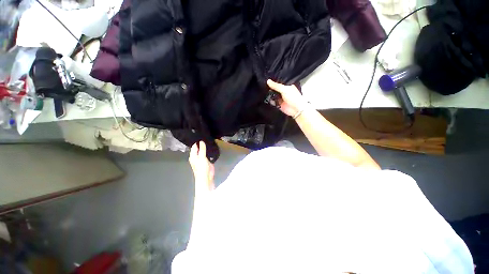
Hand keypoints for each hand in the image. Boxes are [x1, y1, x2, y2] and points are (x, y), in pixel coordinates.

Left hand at [189, 141, 214, 192]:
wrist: (206, 178)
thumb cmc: (202, 168)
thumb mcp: (202, 158)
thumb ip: (202, 149)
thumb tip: (201, 141)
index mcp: (193, 156)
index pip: (194, 147)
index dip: (197, 142)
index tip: (201, 136)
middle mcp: (196, 156)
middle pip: (198, 148)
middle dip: (201, 144)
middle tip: (206, 137)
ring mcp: (201, 159)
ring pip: (203, 151)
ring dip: (205, 148)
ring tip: (209, 141)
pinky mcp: (206, 161)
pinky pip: (207, 154)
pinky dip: (208, 151)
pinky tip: (211, 148)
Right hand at [267, 79, 308, 116]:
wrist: (296, 109)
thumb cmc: (294, 97)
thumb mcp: (284, 89)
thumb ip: (276, 86)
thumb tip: (268, 81)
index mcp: (286, 86)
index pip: (278, 82)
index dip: (273, 81)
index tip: (266, 79)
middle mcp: (283, 92)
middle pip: (275, 89)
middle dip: (270, 88)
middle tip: (264, 86)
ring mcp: (280, 98)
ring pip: (273, 95)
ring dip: (269, 95)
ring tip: (264, 92)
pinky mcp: (278, 104)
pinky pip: (272, 102)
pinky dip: (270, 101)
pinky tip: (267, 99)